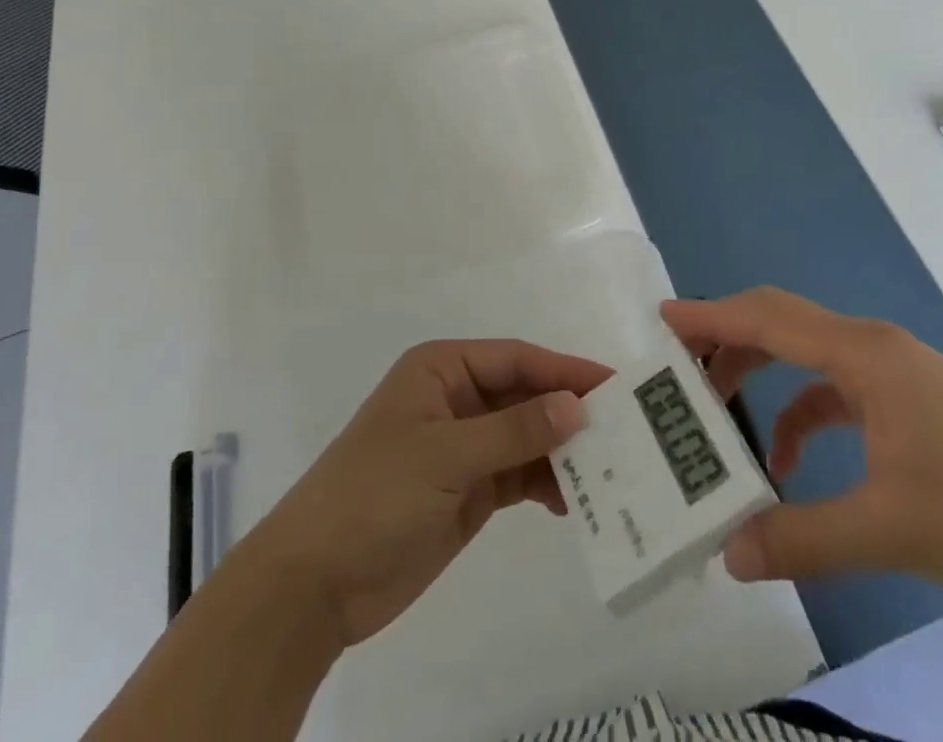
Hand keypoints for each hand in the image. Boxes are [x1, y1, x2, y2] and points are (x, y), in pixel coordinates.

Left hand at [244, 339, 612, 647]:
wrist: (315, 583)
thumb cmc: (375, 495)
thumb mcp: (446, 455)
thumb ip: (514, 431)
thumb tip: (578, 407)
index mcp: (443, 369)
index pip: (516, 359)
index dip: (565, 371)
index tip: (616, 385)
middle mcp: (457, 399)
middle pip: (525, 396)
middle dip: (569, 413)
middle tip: (626, 432)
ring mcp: (464, 446)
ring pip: (526, 437)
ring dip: (562, 453)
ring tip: (610, 472)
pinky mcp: (468, 490)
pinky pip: (518, 475)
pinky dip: (546, 484)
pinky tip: (576, 501)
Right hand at [664, 288, 942, 606]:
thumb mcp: (886, 530)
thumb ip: (802, 538)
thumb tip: (729, 554)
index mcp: (864, 355)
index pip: (769, 319)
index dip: (713, 317)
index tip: (664, 321)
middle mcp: (872, 347)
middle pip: (782, 325)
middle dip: (728, 342)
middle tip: (680, 369)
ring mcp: (891, 371)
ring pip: (805, 355)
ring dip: (761, 376)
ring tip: (720, 412)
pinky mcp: (904, 399)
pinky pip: (833, 389)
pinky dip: (800, 412)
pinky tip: (790, 462)